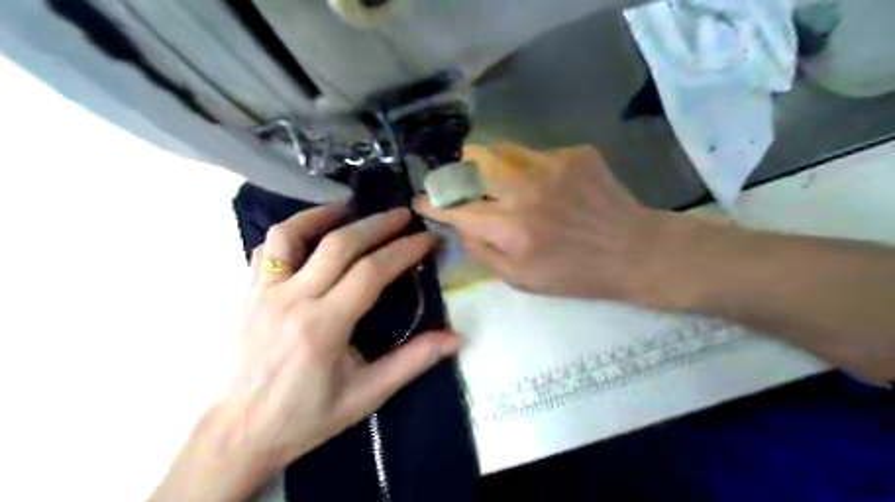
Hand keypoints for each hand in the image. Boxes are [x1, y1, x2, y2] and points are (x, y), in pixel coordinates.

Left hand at [230, 206, 457, 463]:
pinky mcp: (248, 294)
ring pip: (291, 234)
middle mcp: (292, 300)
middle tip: (402, 215)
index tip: (425, 239)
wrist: (239, 432)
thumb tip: (454, 339)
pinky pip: (267, 249)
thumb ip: (411, 362)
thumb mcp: (366, 396)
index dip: (403, 250)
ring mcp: (264, 293)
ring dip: (324, 214)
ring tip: (351, 208)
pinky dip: (291, 234)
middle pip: (339, 245)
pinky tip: (310, 236)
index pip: (370, 272)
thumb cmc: (306, 417)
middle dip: (377, 224)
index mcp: (323, 326)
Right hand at [416, 143, 675, 303]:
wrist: (632, 250)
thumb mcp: (521, 280)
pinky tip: (545, 184)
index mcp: (511, 228)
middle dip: (456, 173)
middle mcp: (525, 190)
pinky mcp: (574, 153)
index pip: (456, 209)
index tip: (422, 202)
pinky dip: (527, 167)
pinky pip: (534, 153)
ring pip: (500, 149)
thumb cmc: (574, 274)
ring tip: (499, 180)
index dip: (432, 204)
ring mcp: (551, 165)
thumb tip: (460, 228)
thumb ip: (483, 252)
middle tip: (459, 184)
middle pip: (472, 162)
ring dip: (489, 165)